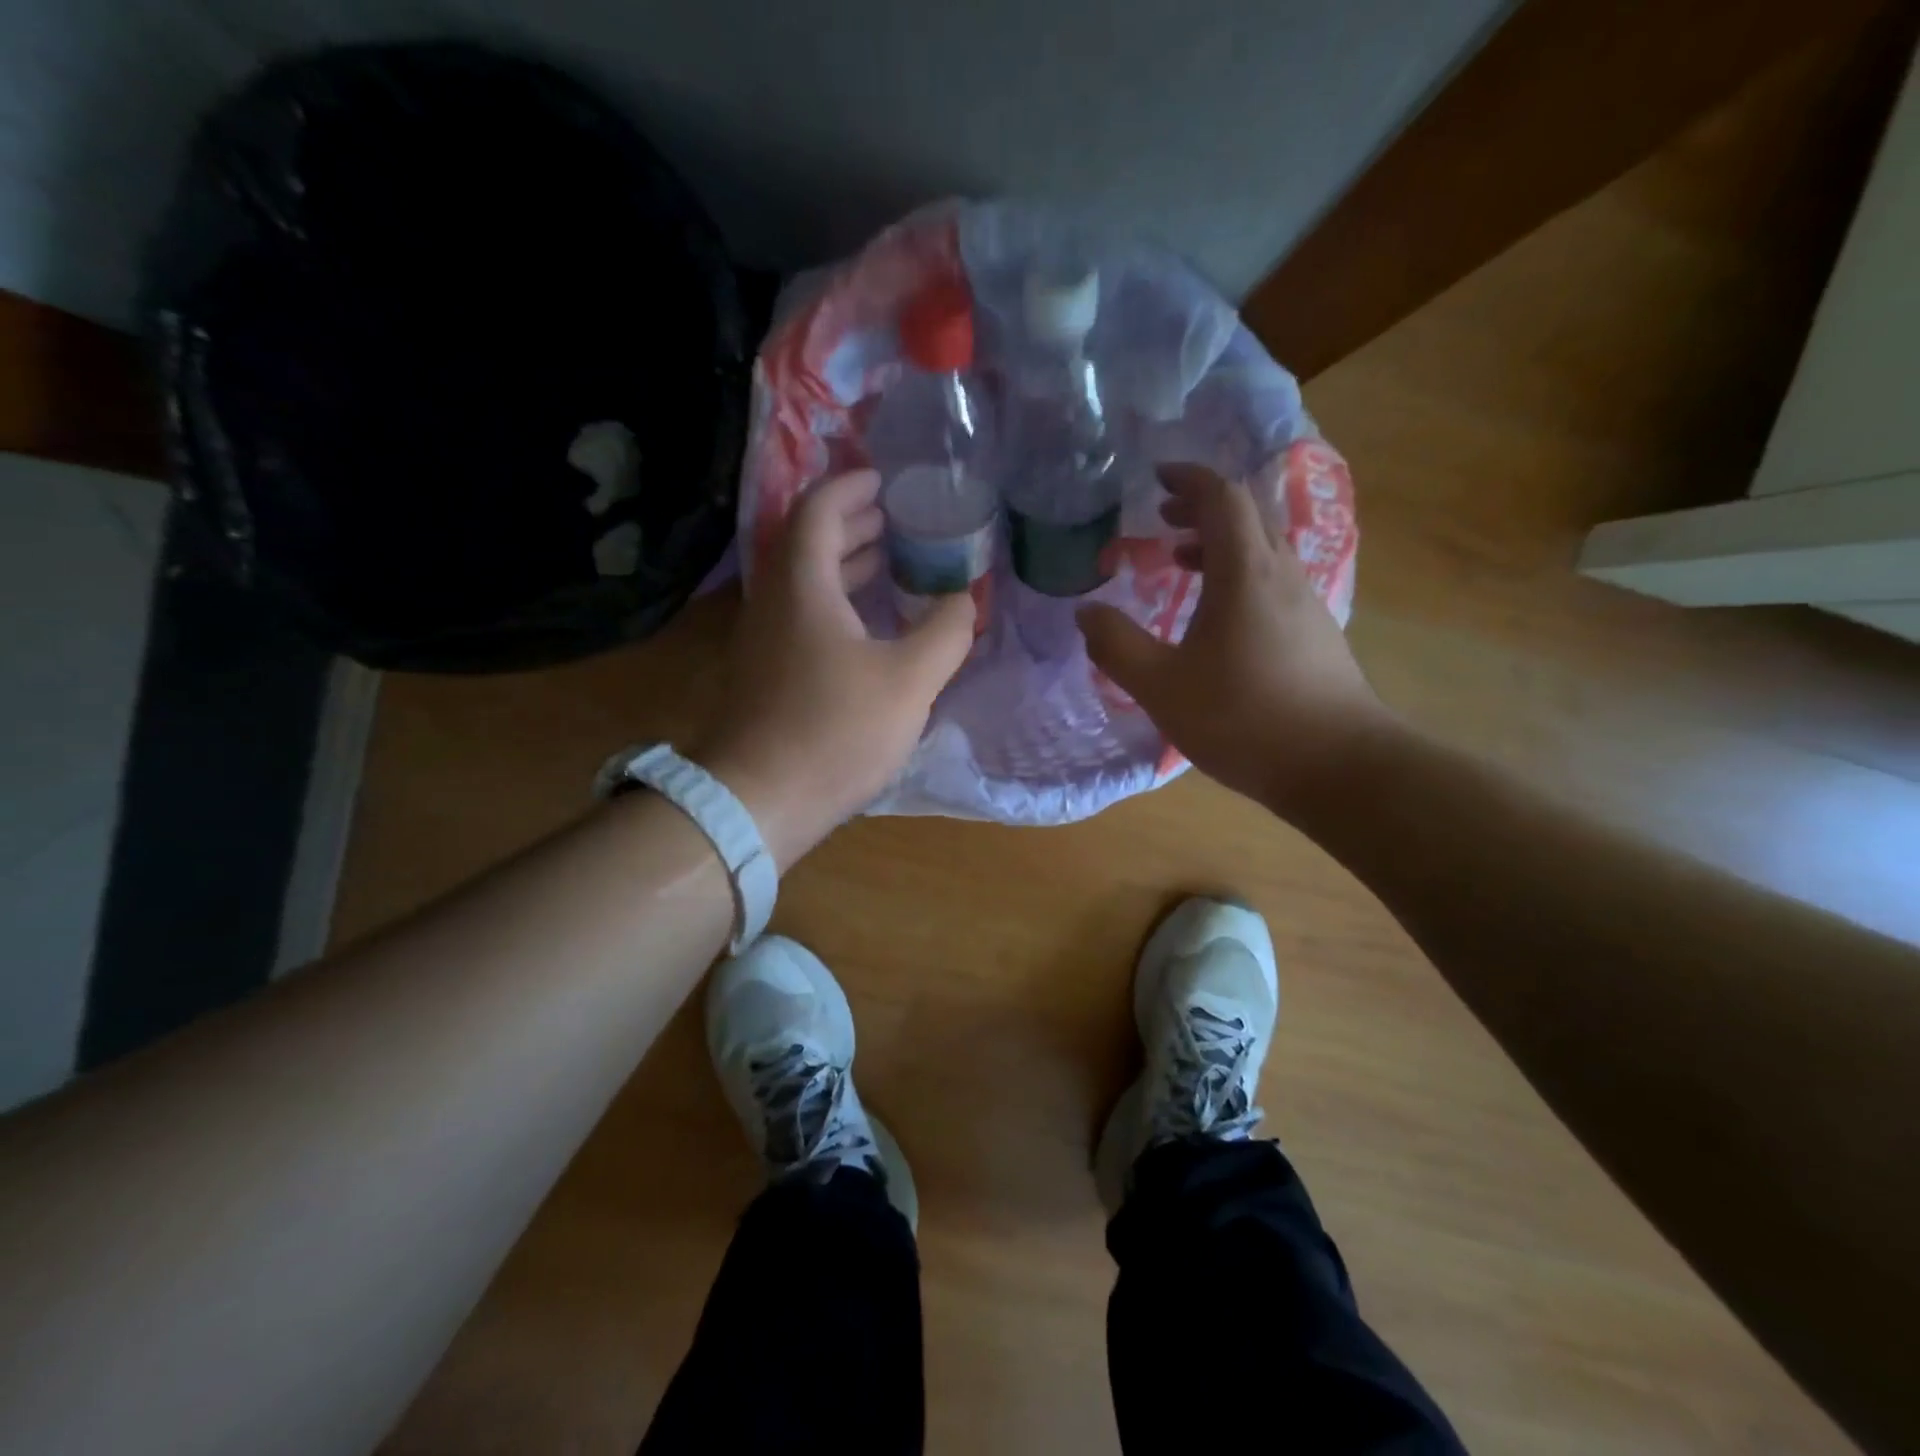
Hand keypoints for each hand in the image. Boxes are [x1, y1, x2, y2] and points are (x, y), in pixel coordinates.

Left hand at [699, 470, 974, 868]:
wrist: (758, 800)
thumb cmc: (835, 731)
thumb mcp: (908, 681)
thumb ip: (945, 633)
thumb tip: (965, 599)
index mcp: (803, 586)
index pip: (819, 511)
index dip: (852, 487)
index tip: (886, 481)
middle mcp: (774, 602)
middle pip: (809, 543)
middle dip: (854, 525)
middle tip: (898, 521)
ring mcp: (763, 640)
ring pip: (804, 583)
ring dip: (846, 566)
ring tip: (891, 565)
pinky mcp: (764, 673)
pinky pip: (802, 616)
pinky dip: (836, 604)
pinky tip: (868, 628)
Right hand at [1077, 464, 1394, 819]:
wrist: (1337, 766)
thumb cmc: (1243, 718)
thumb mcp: (1162, 686)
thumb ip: (1117, 646)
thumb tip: (1086, 612)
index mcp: (1245, 573)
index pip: (1221, 498)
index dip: (1188, 479)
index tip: (1157, 477)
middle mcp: (1282, 575)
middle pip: (1247, 517)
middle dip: (1202, 508)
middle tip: (1162, 518)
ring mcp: (1306, 604)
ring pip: (1262, 550)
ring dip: (1221, 544)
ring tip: (1182, 562)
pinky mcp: (1316, 634)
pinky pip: (1273, 582)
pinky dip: (1239, 576)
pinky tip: (1218, 618)